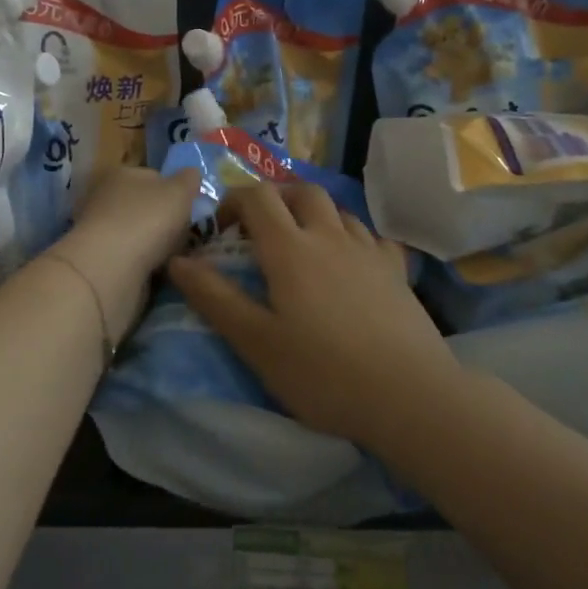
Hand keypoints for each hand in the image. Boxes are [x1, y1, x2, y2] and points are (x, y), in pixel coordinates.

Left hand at [49, 165, 201, 335]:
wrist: (111, 267)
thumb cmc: (148, 219)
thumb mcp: (179, 191)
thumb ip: (189, 179)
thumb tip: (191, 173)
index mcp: (122, 173)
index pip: (153, 176)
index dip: (173, 191)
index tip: (189, 209)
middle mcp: (105, 196)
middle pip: (143, 205)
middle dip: (162, 219)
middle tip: (183, 235)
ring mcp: (98, 228)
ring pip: (136, 232)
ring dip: (153, 242)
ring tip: (173, 255)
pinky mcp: (98, 257)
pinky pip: (129, 256)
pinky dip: (142, 262)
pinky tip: (156, 270)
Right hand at [166, 182, 460, 444]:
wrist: (410, 397)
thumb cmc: (323, 373)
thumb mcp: (256, 342)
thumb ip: (214, 298)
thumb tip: (178, 260)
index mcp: (290, 249)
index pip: (258, 198)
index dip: (234, 201)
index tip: (221, 228)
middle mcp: (330, 237)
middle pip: (302, 191)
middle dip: (276, 198)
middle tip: (260, 228)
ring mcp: (369, 251)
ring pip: (339, 210)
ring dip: (314, 214)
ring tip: (302, 245)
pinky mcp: (398, 272)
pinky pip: (373, 236)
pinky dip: (354, 238)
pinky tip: (352, 263)